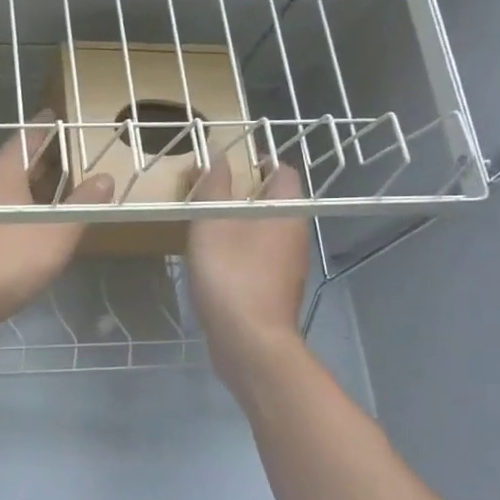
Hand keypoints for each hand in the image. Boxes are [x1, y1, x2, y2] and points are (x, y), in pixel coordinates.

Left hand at [0, 117, 114, 339]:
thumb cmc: (12, 258)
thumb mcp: (58, 231)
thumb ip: (83, 204)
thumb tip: (105, 178)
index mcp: (3, 174)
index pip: (25, 138)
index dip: (42, 127)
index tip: (55, 116)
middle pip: (11, 162)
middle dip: (36, 156)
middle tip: (61, 151)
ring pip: (3, 187)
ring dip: (26, 184)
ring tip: (51, 186)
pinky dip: (16, 207)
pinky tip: (30, 222)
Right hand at [186, 161, 312, 385]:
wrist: (249, 341)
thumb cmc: (232, 273)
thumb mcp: (212, 222)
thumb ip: (214, 187)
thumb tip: (218, 158)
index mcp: (287, 211)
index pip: (283, 171)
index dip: (258, 161)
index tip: (228, 164)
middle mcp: (296, 234)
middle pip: (273, 201)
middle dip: (242, 193)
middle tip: (207, 194)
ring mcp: (288, 265)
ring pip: (264, 231)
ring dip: (237, 224)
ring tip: (204, 226)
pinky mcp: (275, 289)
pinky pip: (258, 257)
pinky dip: (238, 251)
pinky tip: (213, 262)